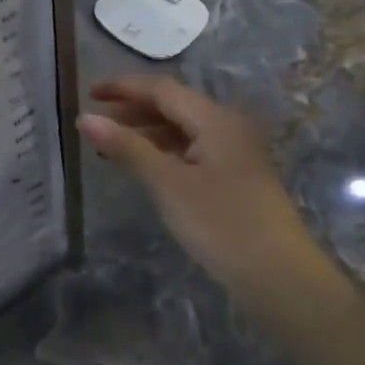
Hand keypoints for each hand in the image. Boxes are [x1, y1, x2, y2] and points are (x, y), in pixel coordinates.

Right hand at [78, 76, 338, 310]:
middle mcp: (227, 128)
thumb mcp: (167, 183)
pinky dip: (161, 150)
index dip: (123, 87)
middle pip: (173, 105)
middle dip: (132, 108)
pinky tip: (142, 164)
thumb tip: (84, 118)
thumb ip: (126, 147)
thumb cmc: (221, 223)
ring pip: (181, 128)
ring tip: (109, 145)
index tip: (88, 93)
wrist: (280, 277)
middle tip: (94, 120)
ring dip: (144, 130)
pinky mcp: (233, 177)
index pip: (162, 89)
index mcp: (215, 120)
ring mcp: (233, 153)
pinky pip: (190, 149)